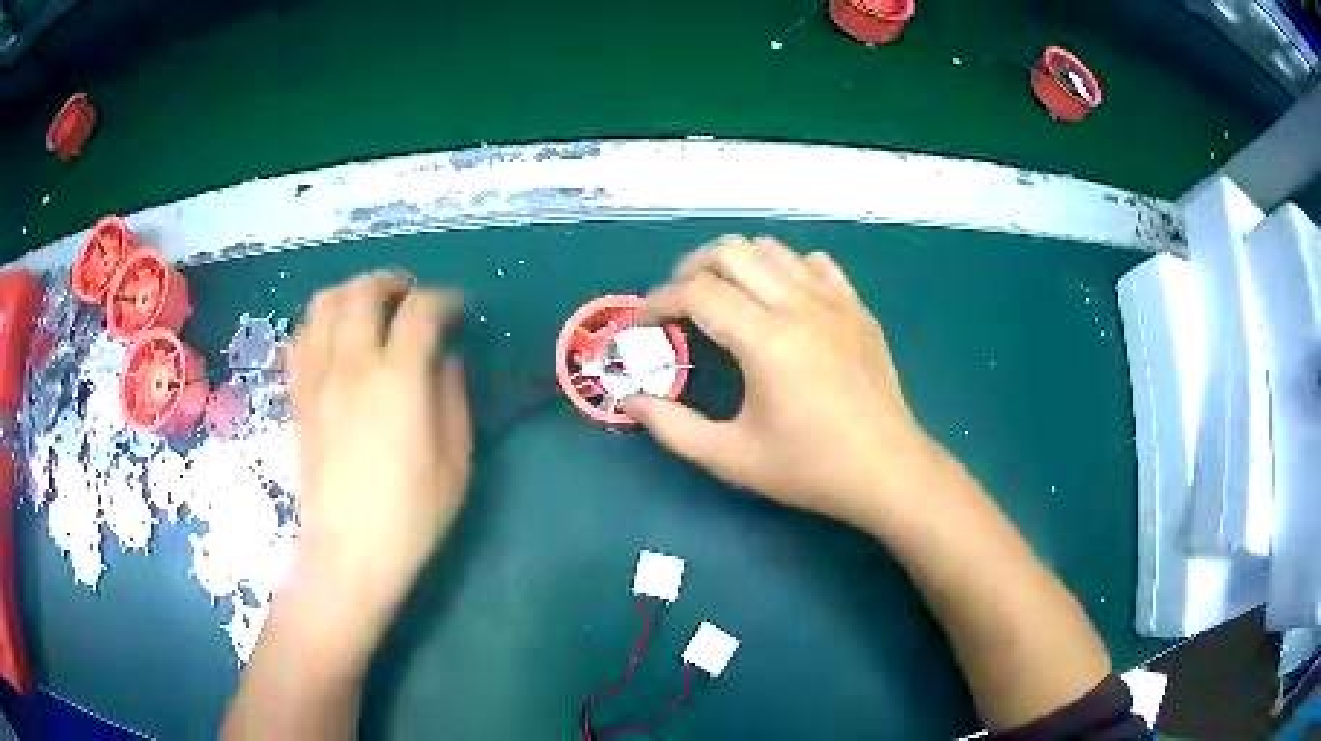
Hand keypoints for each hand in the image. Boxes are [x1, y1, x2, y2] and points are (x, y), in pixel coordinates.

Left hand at [288, 271, 471, 630]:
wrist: (349, 552)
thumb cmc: (411, 514)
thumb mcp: (455, 461)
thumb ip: (453, 398)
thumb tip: (445, 360)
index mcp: (398, 378)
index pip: (422, 310)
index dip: (444, 300)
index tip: (456, 311)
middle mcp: (352, 363)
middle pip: (365, 291)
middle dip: (393, 283)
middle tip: (411, 298)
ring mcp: (317, 377)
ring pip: (325, 304)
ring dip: (352, 292)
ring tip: (370, 307)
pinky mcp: (298, 396)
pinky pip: (300, 338)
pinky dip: (319, 324)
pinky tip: (334, 340)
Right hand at [624, 236, 945, 528]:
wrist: (887, 471)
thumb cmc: (810, 468)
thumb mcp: (732, 457)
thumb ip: (672, 427)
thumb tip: (630, 399)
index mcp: (766, 340)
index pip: (697, 292)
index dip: (659, 301)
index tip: (643, 325)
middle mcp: (799, 306)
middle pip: (732, 252)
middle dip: (691, 268)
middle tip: (678, 303)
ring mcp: (834, 302)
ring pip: (773, 250)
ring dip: (737, 263)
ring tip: (723, 295)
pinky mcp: (857, 308)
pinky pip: (815, 264)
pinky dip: (786, 268)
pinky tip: (780, 299)